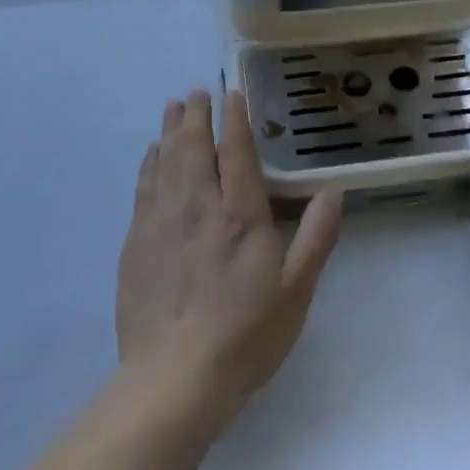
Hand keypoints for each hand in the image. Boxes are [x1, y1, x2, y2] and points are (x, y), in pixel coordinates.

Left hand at [116, 89, 341, 422]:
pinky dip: (149, 162)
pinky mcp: (136, 242)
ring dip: (171, 130)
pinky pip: (143, 187)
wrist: (174, 378)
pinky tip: (152, 154)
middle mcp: (198, 206)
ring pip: (166, 160)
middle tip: (197, 92)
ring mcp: (161, 221)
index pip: (236, 151)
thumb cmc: (245, 334)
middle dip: (197, 115)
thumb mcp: (296, 290)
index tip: (233, 93)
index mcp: (240, 214)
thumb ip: (316, 236)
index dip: (235, 118)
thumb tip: (334, 191)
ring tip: (174, 107)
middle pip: (195, 147)